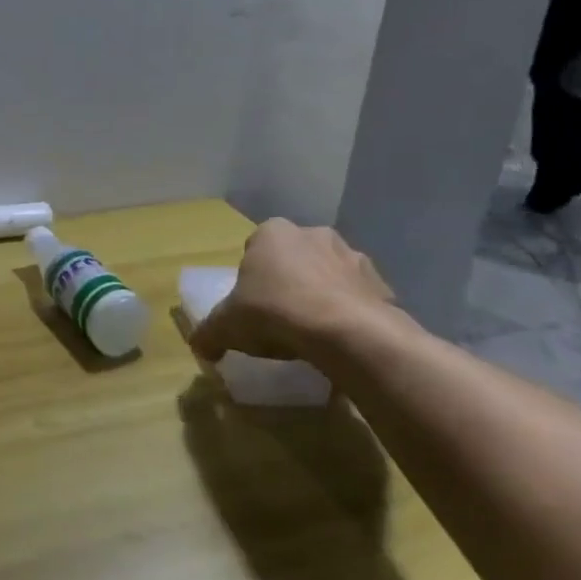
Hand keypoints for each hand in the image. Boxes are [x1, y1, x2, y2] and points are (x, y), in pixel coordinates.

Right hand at [189, 219, 395, 366]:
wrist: (345, 332)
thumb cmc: (274, 312)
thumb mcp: (227, 325)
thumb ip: (209, 333)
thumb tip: (199, 347)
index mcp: (272, 233)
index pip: (255, 249)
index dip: (252, 277)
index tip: (252, 305)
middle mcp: (312, 234)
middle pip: (294, 258)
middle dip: (289, 281)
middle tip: (280, 317)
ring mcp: (351, 256)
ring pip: (328, 274)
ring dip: (322, 294)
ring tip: (313, 332)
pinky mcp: (380, 282)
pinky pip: (358, 297)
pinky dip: (350, 312)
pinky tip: (340, 340)